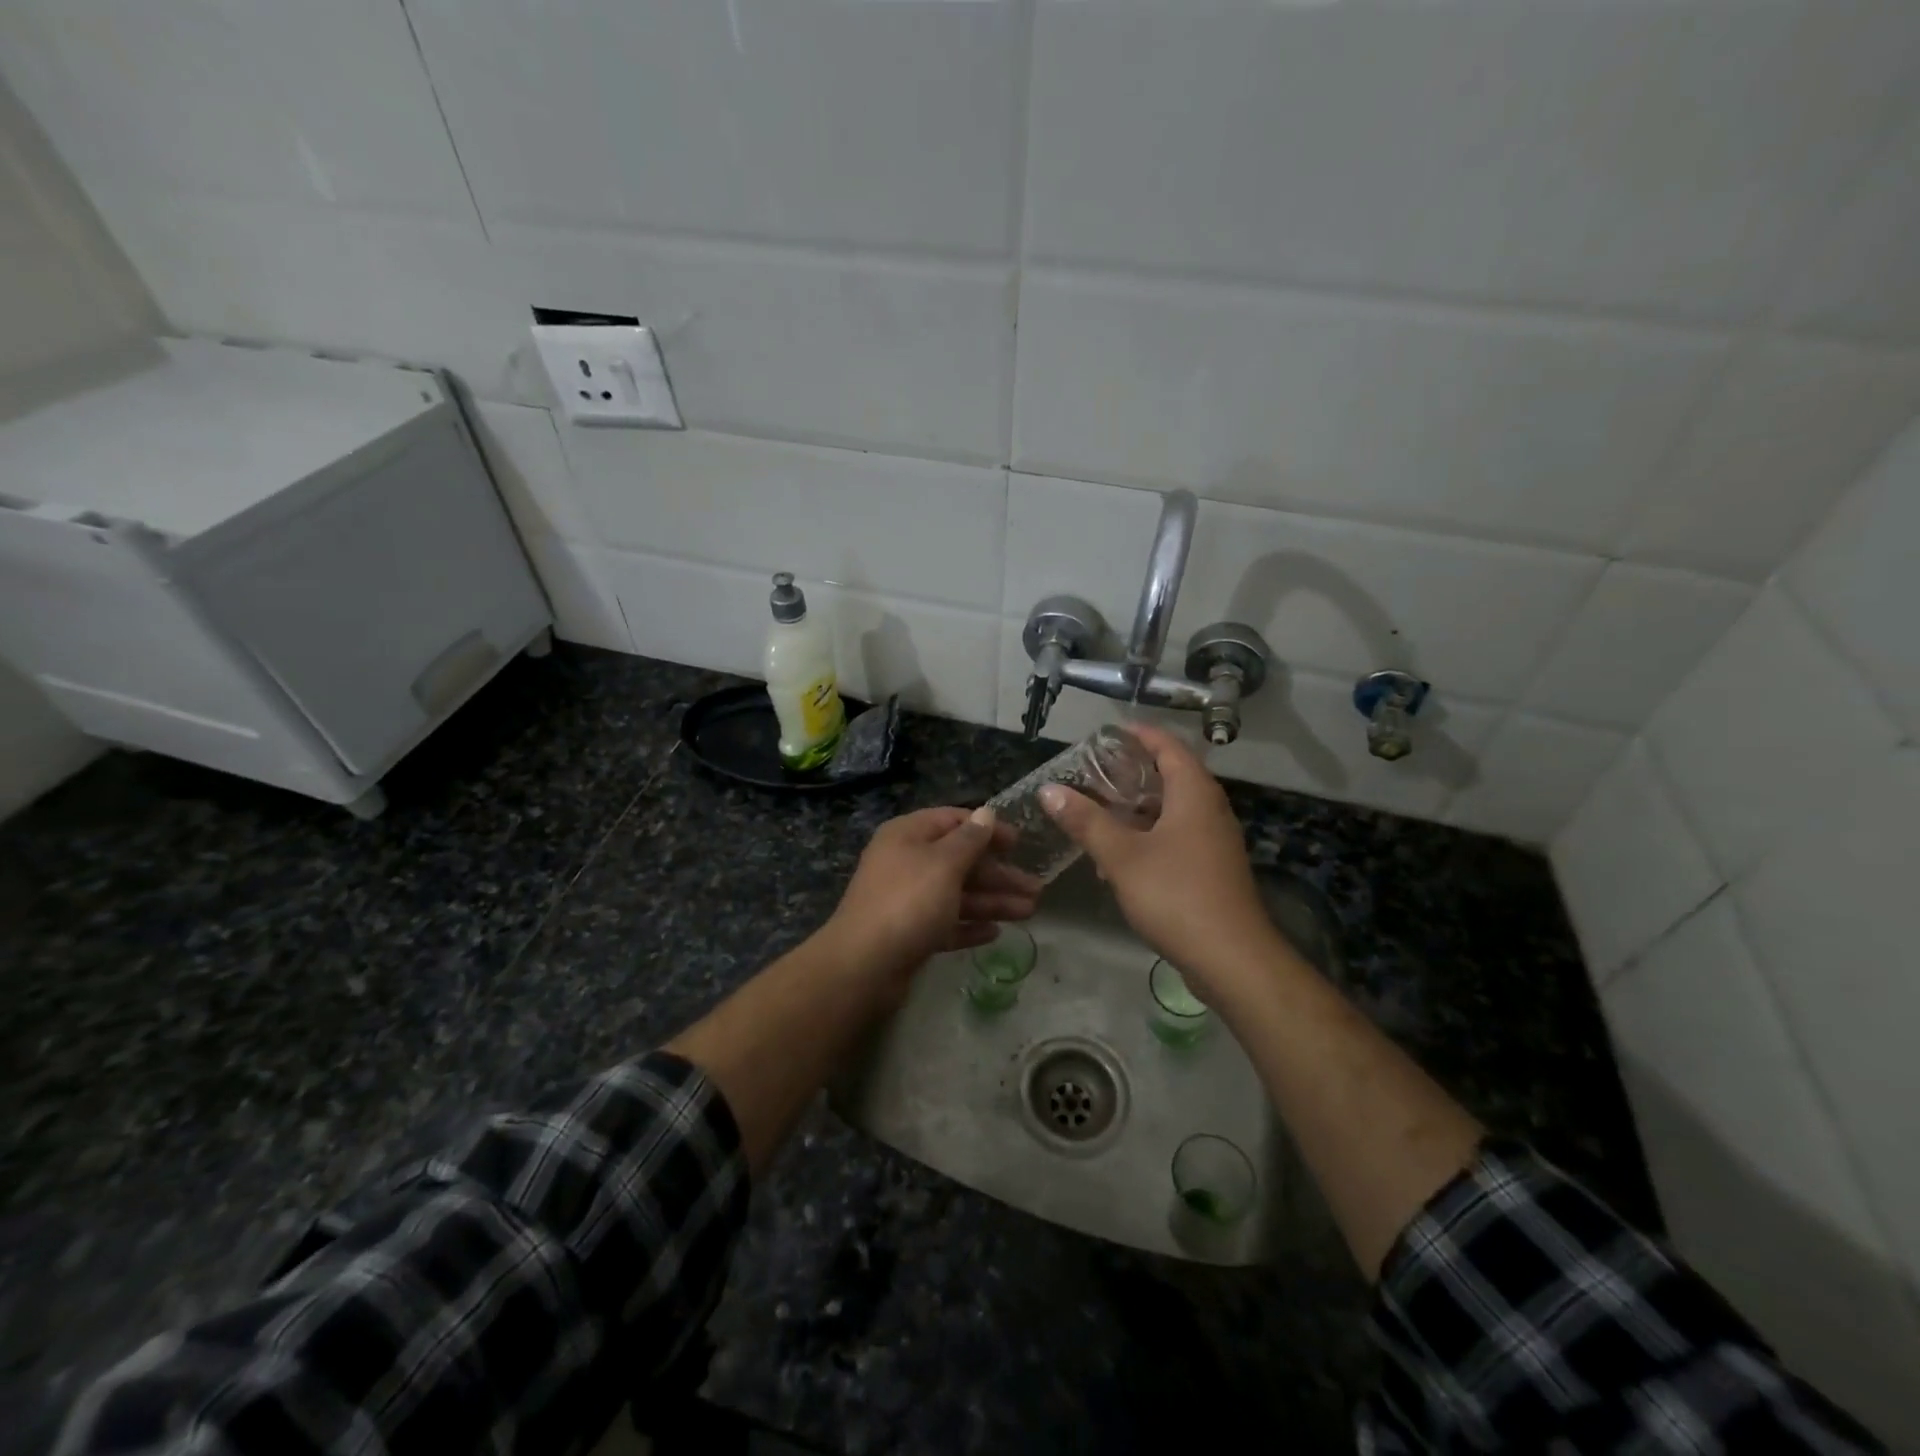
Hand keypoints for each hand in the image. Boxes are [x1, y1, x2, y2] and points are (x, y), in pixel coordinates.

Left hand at [824, 807, 1040, 978]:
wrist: (863, 966)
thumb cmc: (908, 902)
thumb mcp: (944, 863)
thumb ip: (970, 839)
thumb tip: (987, 813)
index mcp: (908, 835)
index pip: (953, 820)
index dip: (988, 829)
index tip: (1020, 843)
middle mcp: (906, 862)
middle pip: (960, 861)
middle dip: (998, 874)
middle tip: (1036, 888)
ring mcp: (906, 899)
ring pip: (957, 894)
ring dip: (992, 901)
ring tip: (1030, 911)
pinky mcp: (909, 933)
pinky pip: (946, 923)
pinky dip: (970, 925)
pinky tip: (995, 933)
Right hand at [1038, 724, 1278, 995]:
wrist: (1232, 959)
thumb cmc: (1176, 895)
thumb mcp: (1121, 856)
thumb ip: (1085, 821)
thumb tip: (1049, 790)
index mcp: (1194, 793)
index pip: (1168, 746)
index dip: (1139, 735)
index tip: (1107, 734)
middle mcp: (1210, 810)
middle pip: (1172, 776)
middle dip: (1133, 772)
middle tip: (1094, 772)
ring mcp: (1214, 841)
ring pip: (1173, 810)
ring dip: (1138, 807)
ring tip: (1100, 811)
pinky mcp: (1212, 869)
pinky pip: (1177, 837)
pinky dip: (1149, 835)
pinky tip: (1119, 857)